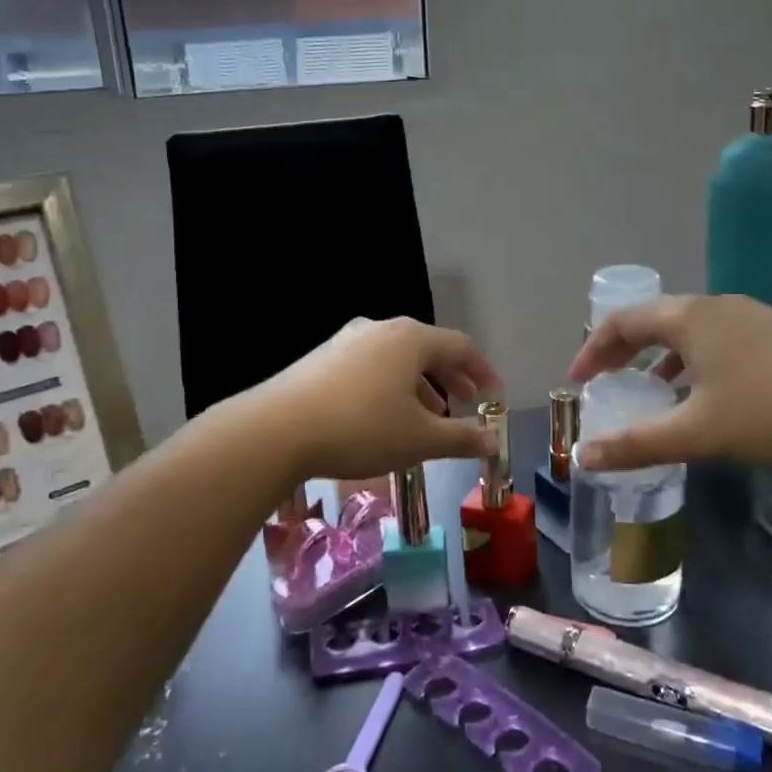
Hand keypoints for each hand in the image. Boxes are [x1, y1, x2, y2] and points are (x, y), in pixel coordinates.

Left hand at [254, 318, 500, 482]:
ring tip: (428, 415)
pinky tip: (383, 414)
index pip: (461, 346)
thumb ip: (462, 439)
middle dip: (451, 377)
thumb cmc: (362, 428)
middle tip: (466, 402)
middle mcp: (381, 329)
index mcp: (411, 339)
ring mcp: (347, 339)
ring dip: (420, 384)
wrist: (277, 429)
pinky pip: (370, 365)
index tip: (494, 395)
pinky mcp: (322, 356)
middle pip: (428, 348)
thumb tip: (493, 442)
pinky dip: (390, 385)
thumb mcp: (420, 439)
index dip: (483, 370)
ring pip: (397, 358)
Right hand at [568, 295, 771, 471]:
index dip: (593, 350)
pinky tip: (704, 393)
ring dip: (658, 356)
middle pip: (653, 320)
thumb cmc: (771, 409)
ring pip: (687, 329)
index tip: (578, 380)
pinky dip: (692, 360)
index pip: (622, 322)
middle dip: (622, 350)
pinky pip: (715, 339)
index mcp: (688, 318)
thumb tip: (584, 457)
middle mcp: (714, 306)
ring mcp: (749, 316)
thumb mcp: (698, 433)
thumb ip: (638, 444)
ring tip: (648, 388)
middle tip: (605, 381)